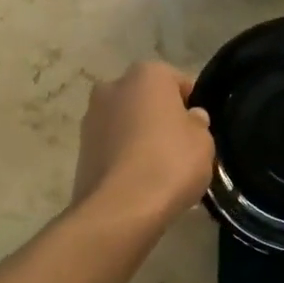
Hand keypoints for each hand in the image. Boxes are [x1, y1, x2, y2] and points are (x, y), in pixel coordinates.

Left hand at [71, 61, 214, 228]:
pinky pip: (112, 146)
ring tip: (159, 169)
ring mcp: (91, 116)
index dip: (193, 106)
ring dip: (140, 136)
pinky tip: (139, 181)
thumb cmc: (169, 163)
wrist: (120, 208)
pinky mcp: (79, 148)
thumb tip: (191, 117)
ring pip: (127, 122)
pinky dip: (124, 156)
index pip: (179, 83)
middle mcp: (113, 86)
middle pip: (148, 99)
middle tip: (180, 148)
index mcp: (147, 74)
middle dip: (161, 118)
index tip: (200, 131)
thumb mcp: (203, 142)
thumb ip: (198, 123)